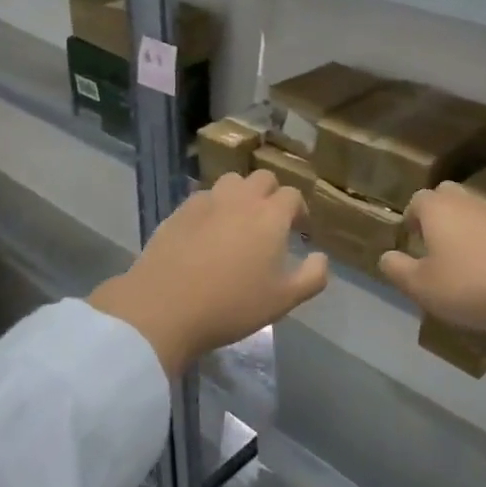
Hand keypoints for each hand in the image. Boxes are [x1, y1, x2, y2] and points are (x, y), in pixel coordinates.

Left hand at [89, 170, 329, 378]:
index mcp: (270, 215)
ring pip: (232, 182)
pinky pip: (204, 198)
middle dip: (272, 195)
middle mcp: (241, 199)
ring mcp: (207, 201)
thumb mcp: (283, 300)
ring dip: (241, 195)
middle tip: (270, 223)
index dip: (299, 210)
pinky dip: (213, 207)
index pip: (293, 195)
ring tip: (239, 222)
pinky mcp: (179, 211)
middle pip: (263, 178)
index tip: (299, 231)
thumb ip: (312, 276)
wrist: (164, 308)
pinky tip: (207, 232)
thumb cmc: (231, 305)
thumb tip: (321, 257)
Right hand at [379, 182, 485, 337]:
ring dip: (466, 230)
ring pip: (475, 213)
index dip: (411, 219)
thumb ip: (398, 270)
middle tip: (435, 246)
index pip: (417, 200)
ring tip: (465, 264)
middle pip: (448, 197)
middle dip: (438, 215)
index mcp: (438, 208)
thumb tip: (386, 256)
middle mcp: (468, 202)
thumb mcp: (421, 286)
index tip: (411, 242)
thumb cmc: (470, 286)